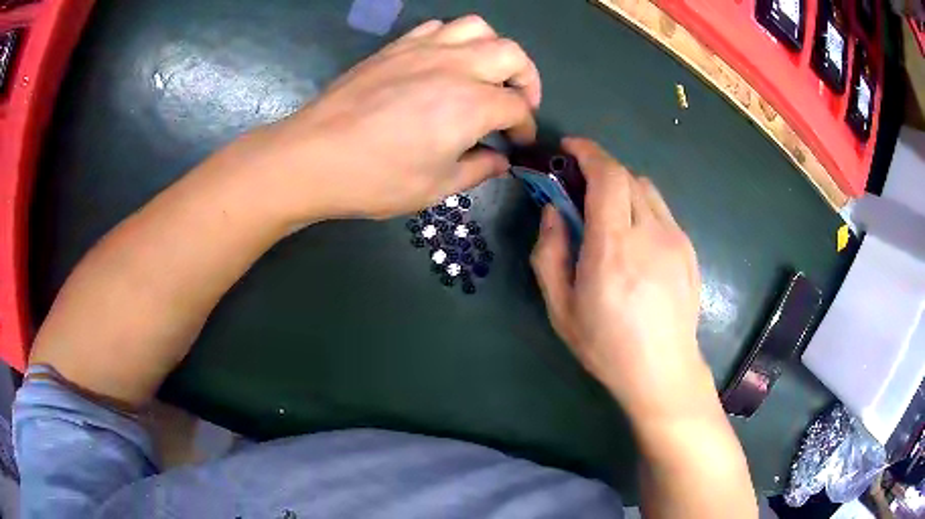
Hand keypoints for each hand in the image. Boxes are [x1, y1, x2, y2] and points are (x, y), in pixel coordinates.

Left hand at [249, 15, 540, 220]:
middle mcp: (455, 66)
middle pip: (511, 54)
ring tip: (486, 74)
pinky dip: (455, 40)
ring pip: (478, 28)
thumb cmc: (376, 178)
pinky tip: (446, 62)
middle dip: (526, 79)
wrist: (312, 156)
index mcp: (471, 104)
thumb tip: (501, 160)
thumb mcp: (436, 187)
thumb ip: (478, 169)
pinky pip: (438, 27)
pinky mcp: (396, 47)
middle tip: (517, 103)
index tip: (518, 143)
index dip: (524, 126)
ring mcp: (423, 50)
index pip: (517, 106)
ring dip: (493, 49)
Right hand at [531, 137, 706, 419]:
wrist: (663, 371)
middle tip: (579, 185)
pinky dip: (640, 206)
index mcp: (613, 250)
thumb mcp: (561, 308)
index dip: (587, 152)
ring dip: (621, 186)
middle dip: (599, 168)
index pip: (607, 177)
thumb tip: (553, 211)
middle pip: (626, 175)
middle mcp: (649, 235)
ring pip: (646, 188)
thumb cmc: (607, 346)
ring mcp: (675, 240)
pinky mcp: (688, 249)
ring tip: (606, 211)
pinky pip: (661, 210)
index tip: (568, 148)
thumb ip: (550, 253)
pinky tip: (634, 237)